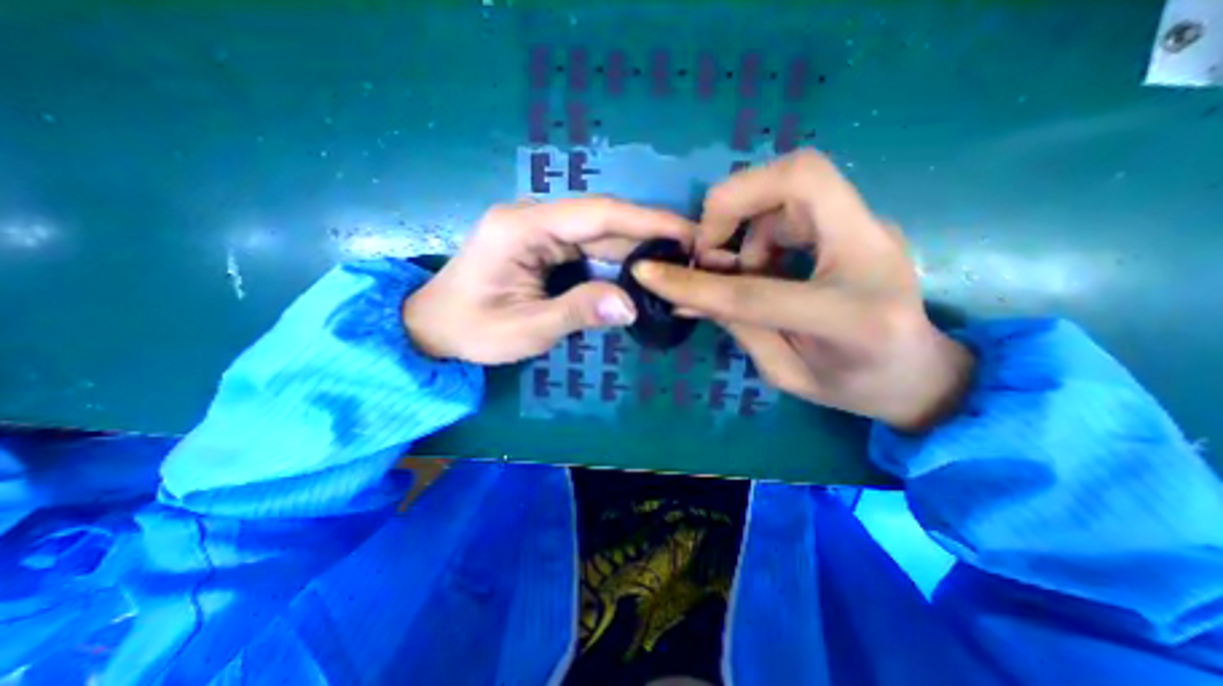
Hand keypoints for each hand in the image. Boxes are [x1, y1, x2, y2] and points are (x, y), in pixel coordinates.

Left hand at [398, 198, 685, 366]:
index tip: (687, 231)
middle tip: (691, 249)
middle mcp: (532, 217)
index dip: (646, 220)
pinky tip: (640, 266)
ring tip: (675, 258)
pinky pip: (588, 243)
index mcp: (521, 228)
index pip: (596, 214)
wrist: (434, 326)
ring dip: (636, 243)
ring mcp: (537, 228)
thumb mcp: (525, 329)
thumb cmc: (472, 330)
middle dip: (649, 231)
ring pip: (598, 229)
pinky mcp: (542, 242)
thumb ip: (576, 312)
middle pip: (602, 218)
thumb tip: (630, 305)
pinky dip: (617, 254)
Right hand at [635, 151, 971, 431]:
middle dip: (732, 202)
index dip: (694, 283)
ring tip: (740, 266)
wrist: (917, 373)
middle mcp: (872, 253)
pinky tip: (762, 261)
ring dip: (747, 220)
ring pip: (796, 180)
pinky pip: (799, 197)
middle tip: (710, 249)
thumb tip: (682, 298)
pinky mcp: (861, 221)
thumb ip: (735, 326)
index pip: (753, 292)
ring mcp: (873, 228)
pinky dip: (763, 223)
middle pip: (800, 176)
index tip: (648, 272)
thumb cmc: (852, 385)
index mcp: (851, 317)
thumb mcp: (783, 371)